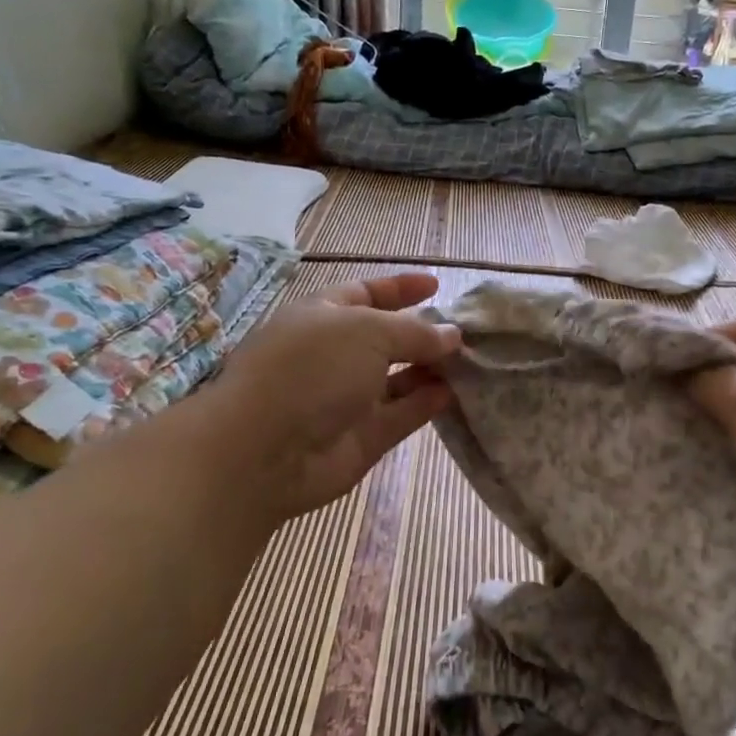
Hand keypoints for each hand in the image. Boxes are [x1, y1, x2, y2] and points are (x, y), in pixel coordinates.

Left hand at [201, 272, 460, 524]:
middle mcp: (334, 355)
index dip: (399, 288)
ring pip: (398, 379)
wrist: (265, 450)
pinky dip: (426, 403)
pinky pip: (401, 414)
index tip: (437, 286)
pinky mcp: (362, 437)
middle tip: (466, 332)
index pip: (365, 293)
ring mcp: (347, 398)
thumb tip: (451, 335)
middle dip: (423, 333)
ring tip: (470, 361)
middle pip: (386, 338)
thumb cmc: (312, 369)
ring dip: (430, 369)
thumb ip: (415, 332)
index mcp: (323, 316)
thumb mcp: (368, 331)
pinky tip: (454, 393)